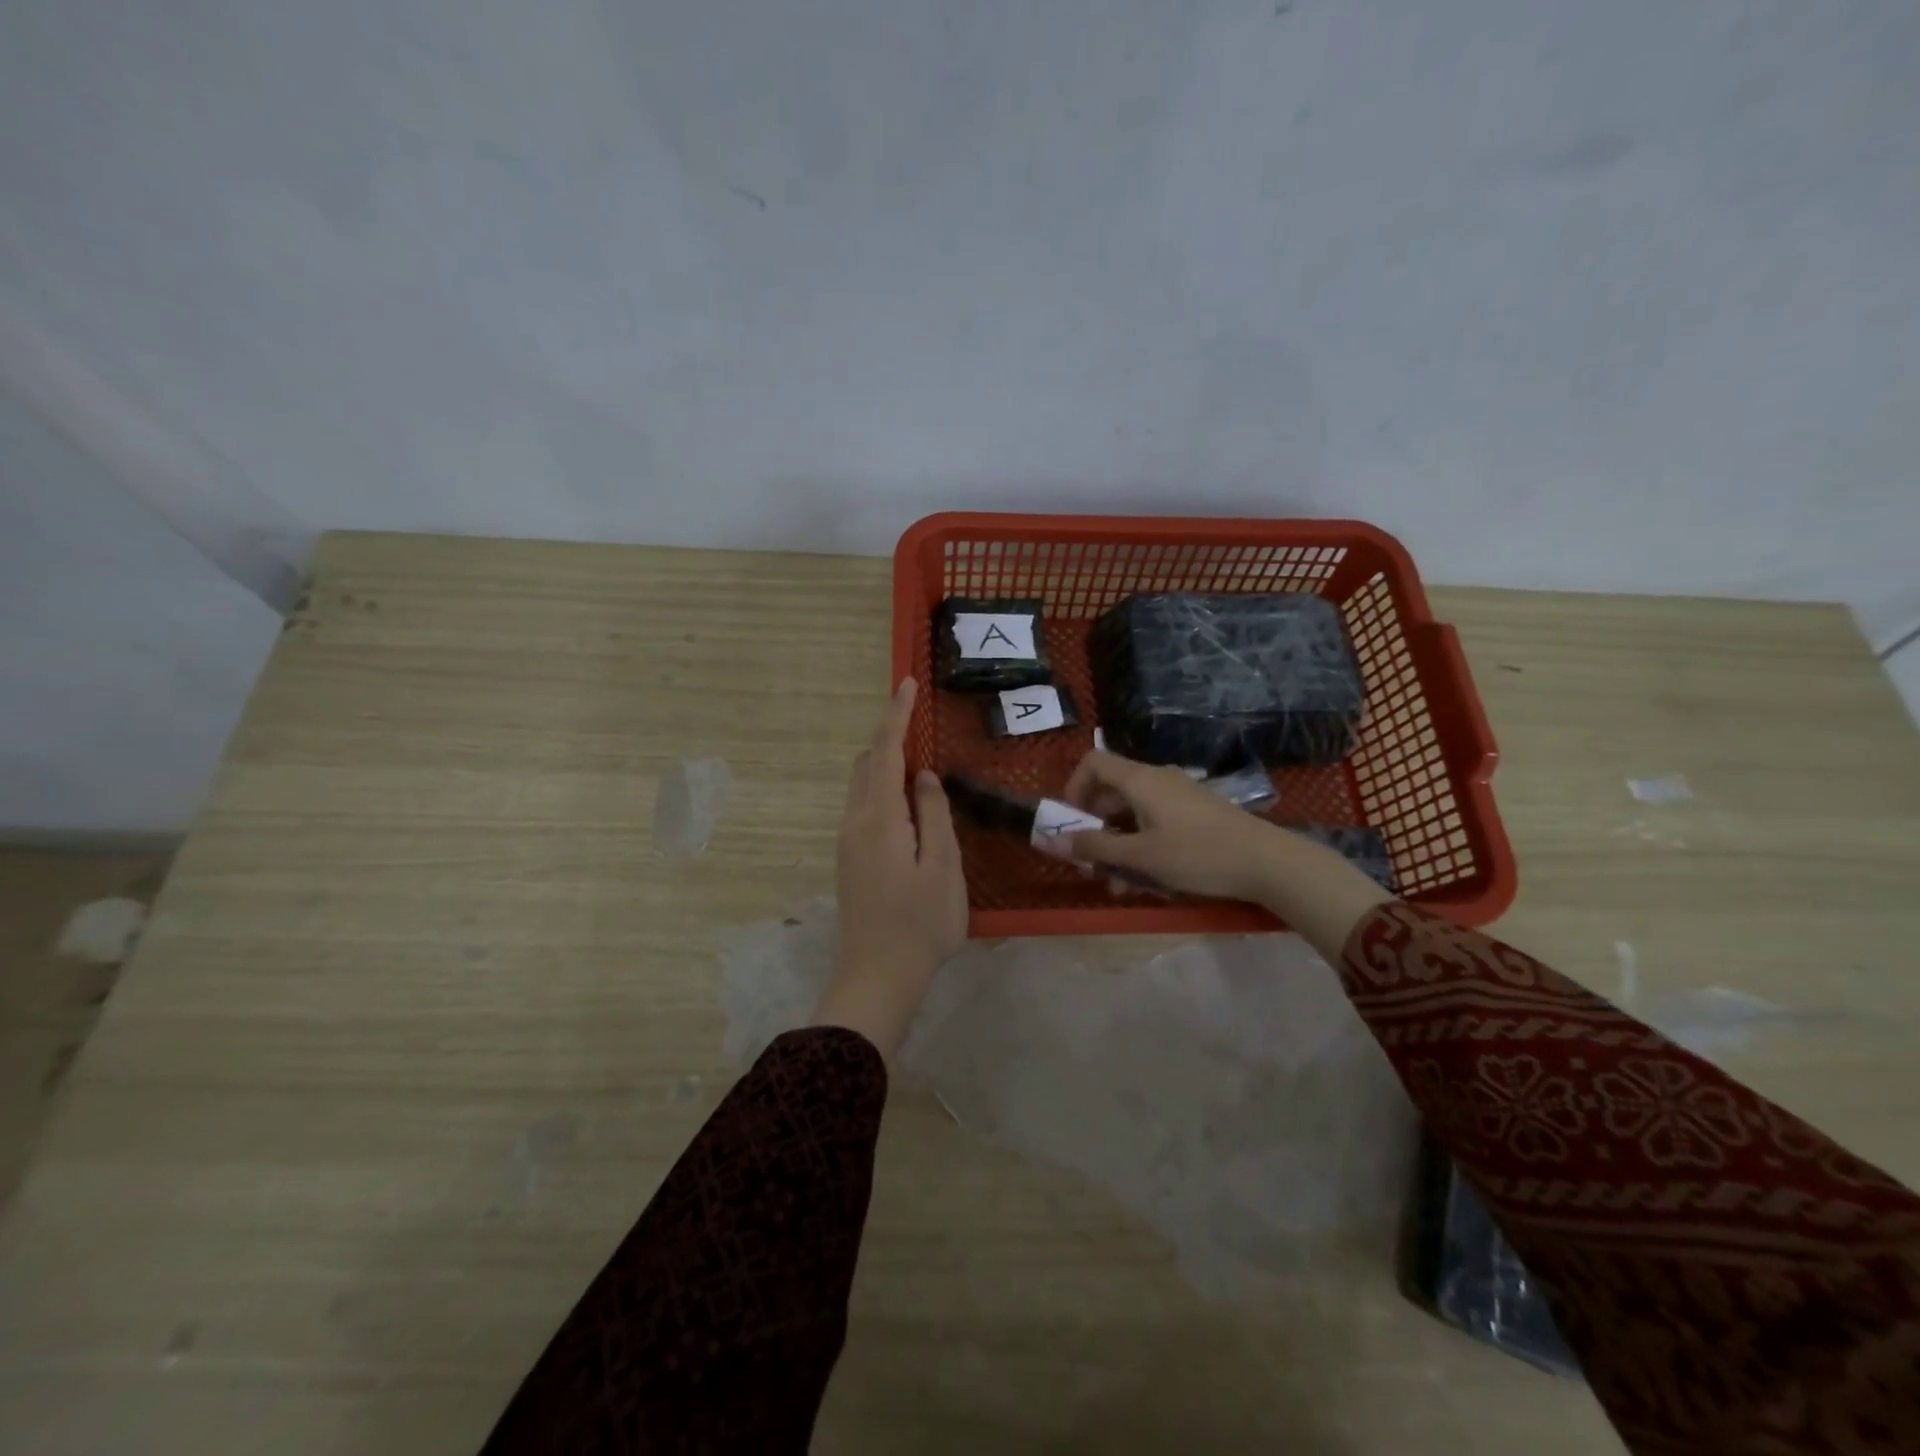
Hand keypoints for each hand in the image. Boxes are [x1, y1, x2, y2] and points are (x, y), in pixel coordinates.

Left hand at [815, 679, 967, 1057]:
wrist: (876, 979)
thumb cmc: (920, 925)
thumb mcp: (943, 868)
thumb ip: (934, 815)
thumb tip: (925, 777)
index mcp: (879, 818)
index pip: (884, 752)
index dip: (896, 716)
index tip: (906, 683)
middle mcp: (854, 822)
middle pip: (866, 765)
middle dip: (889, 737)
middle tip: (920, 724)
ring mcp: (847, 842)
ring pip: (862, 787)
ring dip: (886, 765)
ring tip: (920, 762)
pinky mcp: (850, 860)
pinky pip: (864, 807)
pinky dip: (883, 789)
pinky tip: (908, 804)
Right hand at [1065, 749, 1393, 955]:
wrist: (1268, 862)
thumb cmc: (1197, 855)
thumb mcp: (1141, 856)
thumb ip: (1096, 848)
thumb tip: (1055, 840)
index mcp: (1140, 780)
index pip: (1093, 762)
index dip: (1074, 787)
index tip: (1071, 822)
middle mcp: (1157, 779)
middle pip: (1111, 792)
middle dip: (1095, 828)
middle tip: (1091, 864)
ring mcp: (1179, 795)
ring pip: (1133, 813)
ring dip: (1119, 845)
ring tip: (1119, 884)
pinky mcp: (1195, 813)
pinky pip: (1156, 821)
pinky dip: (1143, 845)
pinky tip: (1149, 880)